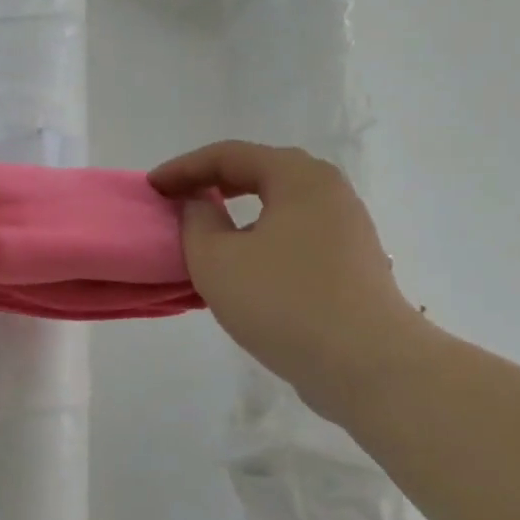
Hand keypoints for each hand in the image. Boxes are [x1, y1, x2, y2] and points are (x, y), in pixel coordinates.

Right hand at [150, 141, 426, 420]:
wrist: (367, 364)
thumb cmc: (283, 301)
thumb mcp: (216, 259)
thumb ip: (196, 221)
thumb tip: (200, 206)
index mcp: (298, 177)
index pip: (229, 155)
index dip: (183, 168)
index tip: (152, 187)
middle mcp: (329, 191)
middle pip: (260, 172)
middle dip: (212, 183)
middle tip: (177, 200)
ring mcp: (346, 228)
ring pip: (279, 206)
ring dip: (237, 213)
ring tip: (205, 232)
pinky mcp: (352, 263)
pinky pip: (294, 234)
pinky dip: (261, 237)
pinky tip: (243, 265)